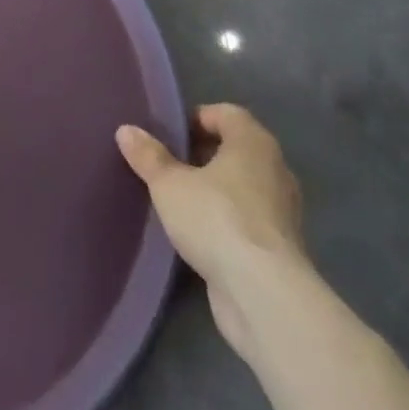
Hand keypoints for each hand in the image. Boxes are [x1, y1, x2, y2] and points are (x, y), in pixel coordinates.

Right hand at [117, 104, 309, 354]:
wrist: (264, 295)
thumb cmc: (217, 219)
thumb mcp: (169, 184)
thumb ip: (148, 156)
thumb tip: (126, 130)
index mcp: (253, 142)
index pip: (227, 114)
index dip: (198, 118)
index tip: (170, 135)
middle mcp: (275, 170)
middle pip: (236, 150)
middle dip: (204, 155)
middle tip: (170, 165)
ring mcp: (282, 212)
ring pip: (244, 187)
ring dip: (216, 190)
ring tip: (180, 200)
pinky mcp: (281, 249)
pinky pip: (248, 220)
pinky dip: (227, 221)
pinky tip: (199, 234)